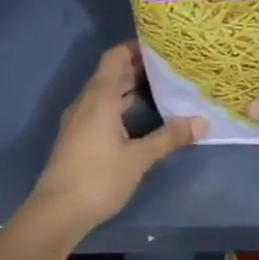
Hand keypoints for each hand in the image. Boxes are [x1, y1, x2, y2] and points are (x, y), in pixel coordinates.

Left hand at [30, 43, 203, 233]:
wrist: (56, 213)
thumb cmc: (98, 178)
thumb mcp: (139, 158)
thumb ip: (170, 137)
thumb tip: (202, 122)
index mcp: (100, 97)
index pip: (115, 57)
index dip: (136, 47)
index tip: (161, 46)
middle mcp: (86, 101)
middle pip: (111, 72)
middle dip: (138, 66)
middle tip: (169, 66)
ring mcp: (79, 119)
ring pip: (105, 91)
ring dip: (128, 86)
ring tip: (160, 86)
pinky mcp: (77, 136)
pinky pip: (100, 107)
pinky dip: (119, 103)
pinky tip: (139, 116)